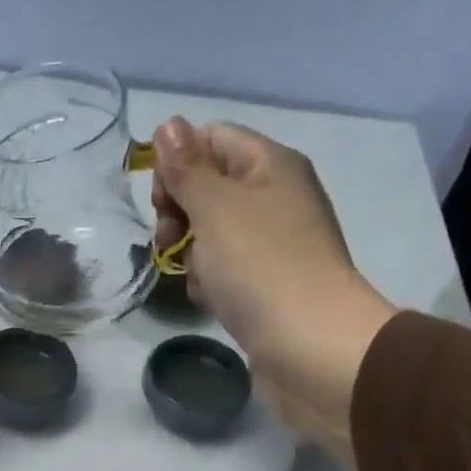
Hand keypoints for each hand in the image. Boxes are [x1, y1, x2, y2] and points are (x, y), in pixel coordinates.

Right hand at [150, 118, 397, 455]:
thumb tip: (168, 124)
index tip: (161, 201)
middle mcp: (275, 198)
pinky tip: (210, 300)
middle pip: (209, 187)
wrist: (309, 346)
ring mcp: (273, 245)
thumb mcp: (215, 206)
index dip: (178, 163)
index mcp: (270, 165)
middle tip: (169, 241)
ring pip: (212, 235)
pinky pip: (225, 271)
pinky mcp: (267, 286)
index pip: (211, 139)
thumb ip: (186, 167)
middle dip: (180, 213)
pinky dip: (210, 283)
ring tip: (196, 278)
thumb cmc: (260, 266)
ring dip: (192, 254)